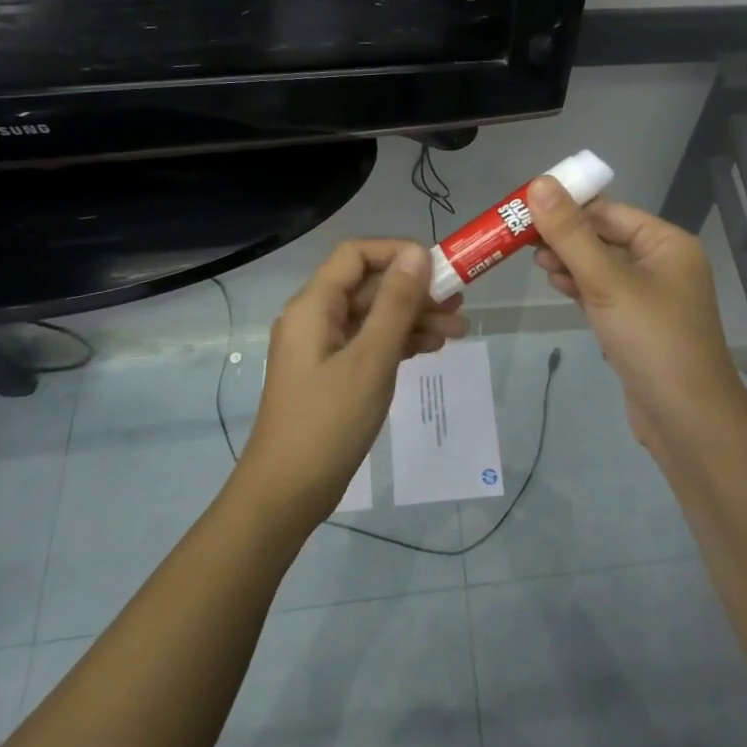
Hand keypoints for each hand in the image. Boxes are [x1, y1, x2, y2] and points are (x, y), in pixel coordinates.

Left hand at [235, 240, 468, 533]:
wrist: (286, 494)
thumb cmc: (328, 423)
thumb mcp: (371, 359)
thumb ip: (395, 304)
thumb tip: (418, 253)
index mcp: (314, 305)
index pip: (356, 255)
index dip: (397, 253)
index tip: (438, 269)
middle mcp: (315, 317)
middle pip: (369, 286)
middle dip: (415, 292)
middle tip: (460, 306)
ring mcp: (322, 347)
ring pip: (373, 316)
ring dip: (413, 319)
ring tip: (458, 334)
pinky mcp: (331, 372)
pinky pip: (368, 342)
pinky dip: (398, 342)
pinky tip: (430, 349)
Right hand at [528, 178, 746, 448]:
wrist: (686, 419)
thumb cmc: (651, 339)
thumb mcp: (606, 281)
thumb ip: (570, 234)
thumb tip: (540, 183)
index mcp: (666, 243)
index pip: (609, 212)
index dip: (567, 208)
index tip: (524, 211)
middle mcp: (664, 263)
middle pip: (605, 237)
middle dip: (566, 238)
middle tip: (522, 240)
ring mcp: (653, 297)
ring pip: (603, 267)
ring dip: (570, 263)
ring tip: (536, 264)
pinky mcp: (640, 325)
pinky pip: (606, 294)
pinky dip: (582, 288)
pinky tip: (559, 287)